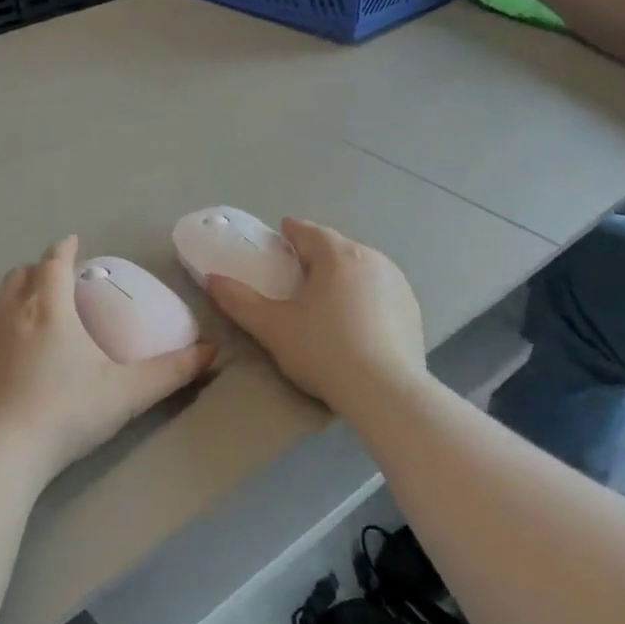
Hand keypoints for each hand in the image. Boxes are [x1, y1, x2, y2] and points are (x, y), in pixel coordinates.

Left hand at [0, 237, 214, 479]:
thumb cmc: (67, 412)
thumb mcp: (128, 392)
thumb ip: (172, 371)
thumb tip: (212, 352)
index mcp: (49, 309)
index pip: (53, 263)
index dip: (64, 249)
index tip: (72, 243)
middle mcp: (10, 314)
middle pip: (20, 275)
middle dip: (39, 270)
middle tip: (57, 281)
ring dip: (16, 296)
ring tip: (34, 314)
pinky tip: (9, 356)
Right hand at [205, 220, 426, 416]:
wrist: (385, 391)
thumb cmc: (324, 351)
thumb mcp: (274, 328)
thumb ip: (240, 301)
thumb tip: (212, 279)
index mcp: (337, 255)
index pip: (309, 232)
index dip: (291, 232)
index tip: (281, 236)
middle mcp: (372, 258)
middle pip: (337, 248)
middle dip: (317, 254)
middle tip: (299, 271)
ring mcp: (397, 283)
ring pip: (362, 267)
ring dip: (343, 274)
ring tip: (328, 295)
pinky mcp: (412, 308)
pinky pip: (381, 290)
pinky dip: (365, 295)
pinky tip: (357, 320)